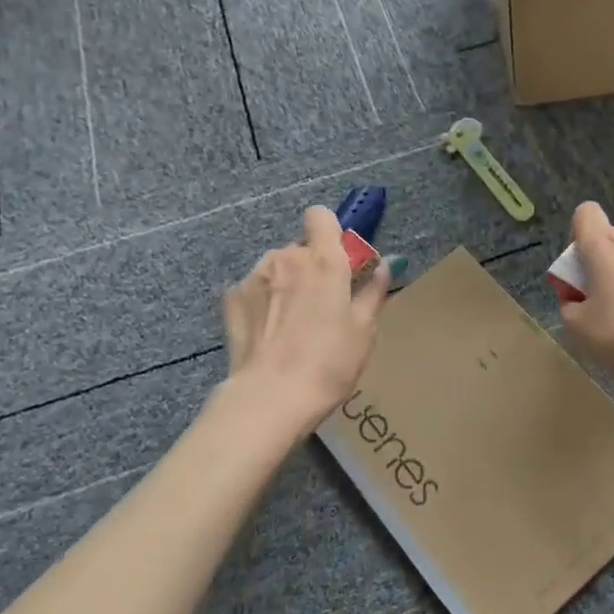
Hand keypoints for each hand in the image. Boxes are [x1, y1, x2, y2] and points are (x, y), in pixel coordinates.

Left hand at [222, 206, 390, 431]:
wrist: (271, 397)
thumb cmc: (329, 363)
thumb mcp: (364, 330)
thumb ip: (373, 292)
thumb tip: (383, 266)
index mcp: (324, 260)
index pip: (321, 216)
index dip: (330, 232)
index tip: (338, 259)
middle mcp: (286, 257)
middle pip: (300, 248)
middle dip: (310, 268)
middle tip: (319, 305)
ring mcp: (254, 276)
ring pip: (275, 268)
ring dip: (285, 284)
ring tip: (290, 325)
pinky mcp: (230, 298)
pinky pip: (253, 289)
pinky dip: (262, 303)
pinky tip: (267, 335)